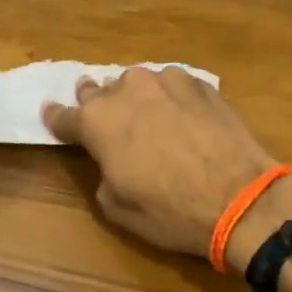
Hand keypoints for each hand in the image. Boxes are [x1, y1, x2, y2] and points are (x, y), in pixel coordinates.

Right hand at [43, 67, 291, 269]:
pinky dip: (169, 96)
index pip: (64, 116)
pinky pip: (171, 83)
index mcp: (97, 122)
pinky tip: (180, 112)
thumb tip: (110, 159)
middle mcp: (125, 90)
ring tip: (146, 114)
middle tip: (100, 112)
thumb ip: (102, 173)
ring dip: (135, 97)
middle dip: (96, 101)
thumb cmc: (170, 210)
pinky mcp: (198, 82)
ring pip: (137, 82)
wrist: (240, 197)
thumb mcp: (118, 207)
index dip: (56, 118)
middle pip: (98, 90)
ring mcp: (164, 80)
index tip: (51, 114)